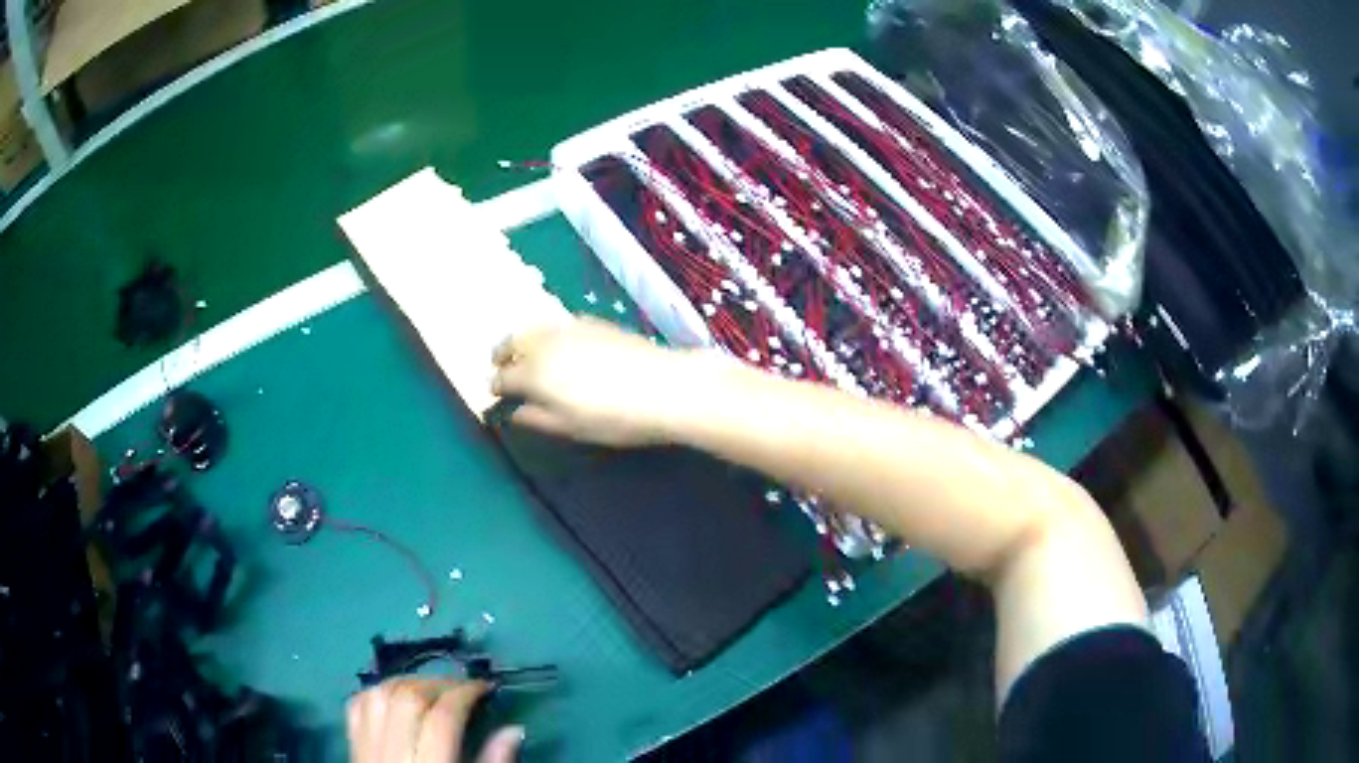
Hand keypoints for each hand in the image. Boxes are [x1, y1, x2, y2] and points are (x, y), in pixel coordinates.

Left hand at [346, 677, 522, 762]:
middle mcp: (393, 750)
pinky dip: (378, 691)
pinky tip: (396, 696)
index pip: (443, 717)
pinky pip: (358, 705)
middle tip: (463, 687)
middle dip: (439, 683)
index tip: (486, 687)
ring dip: (408, 682)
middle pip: (408, 698)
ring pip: (380, 694)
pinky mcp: (353, 745)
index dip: (465, 693)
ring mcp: (367, 746)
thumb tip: (514, 729)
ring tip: (433, 688)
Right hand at [491, 317, 714, 445]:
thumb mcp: (570, 428)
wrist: (665, 387)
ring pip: (533, 328)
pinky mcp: (593, 321)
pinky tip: (560, 345)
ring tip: (528, 355)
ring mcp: (570, 328)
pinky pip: (559, 323)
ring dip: (523, 340)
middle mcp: (545, 344)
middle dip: (503, 355)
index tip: (496, 395)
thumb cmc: (614, 418)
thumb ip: (536, 418)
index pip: (502, 377)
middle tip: (502, 367)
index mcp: (534, 373)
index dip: (496, 387)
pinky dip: (548, 333)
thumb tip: (513, 412)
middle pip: (512, 342)